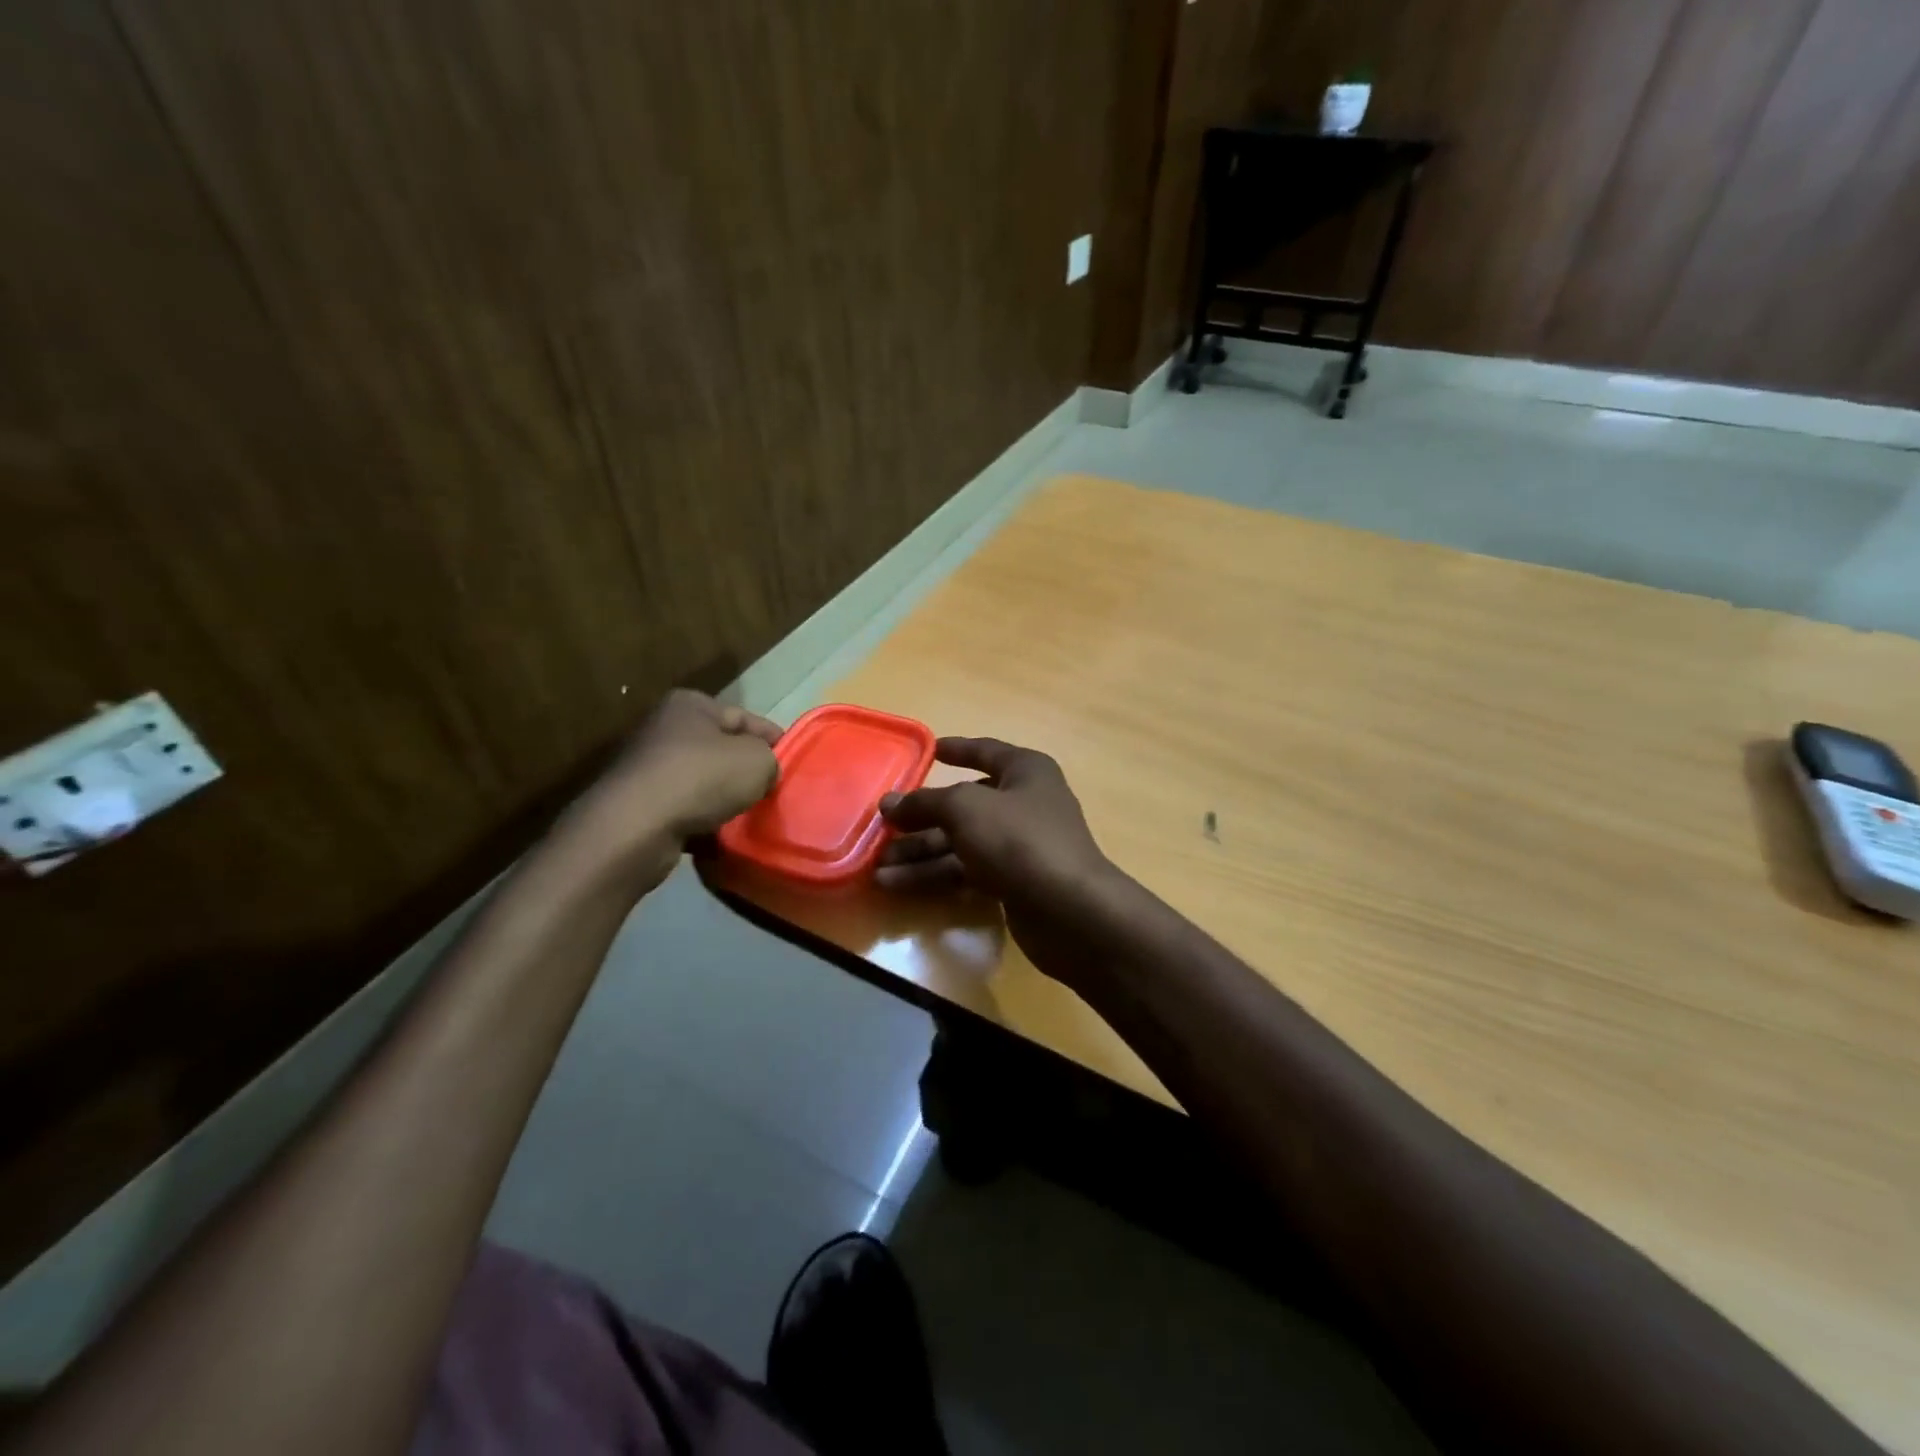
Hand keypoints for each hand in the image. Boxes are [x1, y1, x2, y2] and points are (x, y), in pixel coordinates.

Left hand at [562, 690, 780, 882]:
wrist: (636, 827)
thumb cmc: (701, 778)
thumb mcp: (757, 760)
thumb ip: (771, 759)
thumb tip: (764, 771)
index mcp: (691, 705)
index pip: (746, 718)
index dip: (775, 741)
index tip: (793, 765)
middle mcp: (665, 729)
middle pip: (723, 750)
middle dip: (748, 772)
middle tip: (775, 793)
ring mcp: (648, 768)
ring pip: (704, 782)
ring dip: (726, 799)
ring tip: (752, 817)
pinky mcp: (639, 805)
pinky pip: (685, 810)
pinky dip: (703, 821)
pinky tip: (722, 836)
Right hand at [878, 738, 1138, 986]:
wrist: (1068, 910)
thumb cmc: (1019, 839)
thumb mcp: (966, 809)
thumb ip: (925, 802)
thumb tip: (890, 803)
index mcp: (1025, 771)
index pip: (986, 752)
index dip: (958, 749)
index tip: (931, 749)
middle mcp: (1024, 804)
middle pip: (964, 805)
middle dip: (922, 817)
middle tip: (881, 828)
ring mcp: (1019, 845)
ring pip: (961, 842)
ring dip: (920, 853)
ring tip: (877, 868)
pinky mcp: (1013, 882)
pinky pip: (966, 871)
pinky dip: (934, 875)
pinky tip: (897, 885)